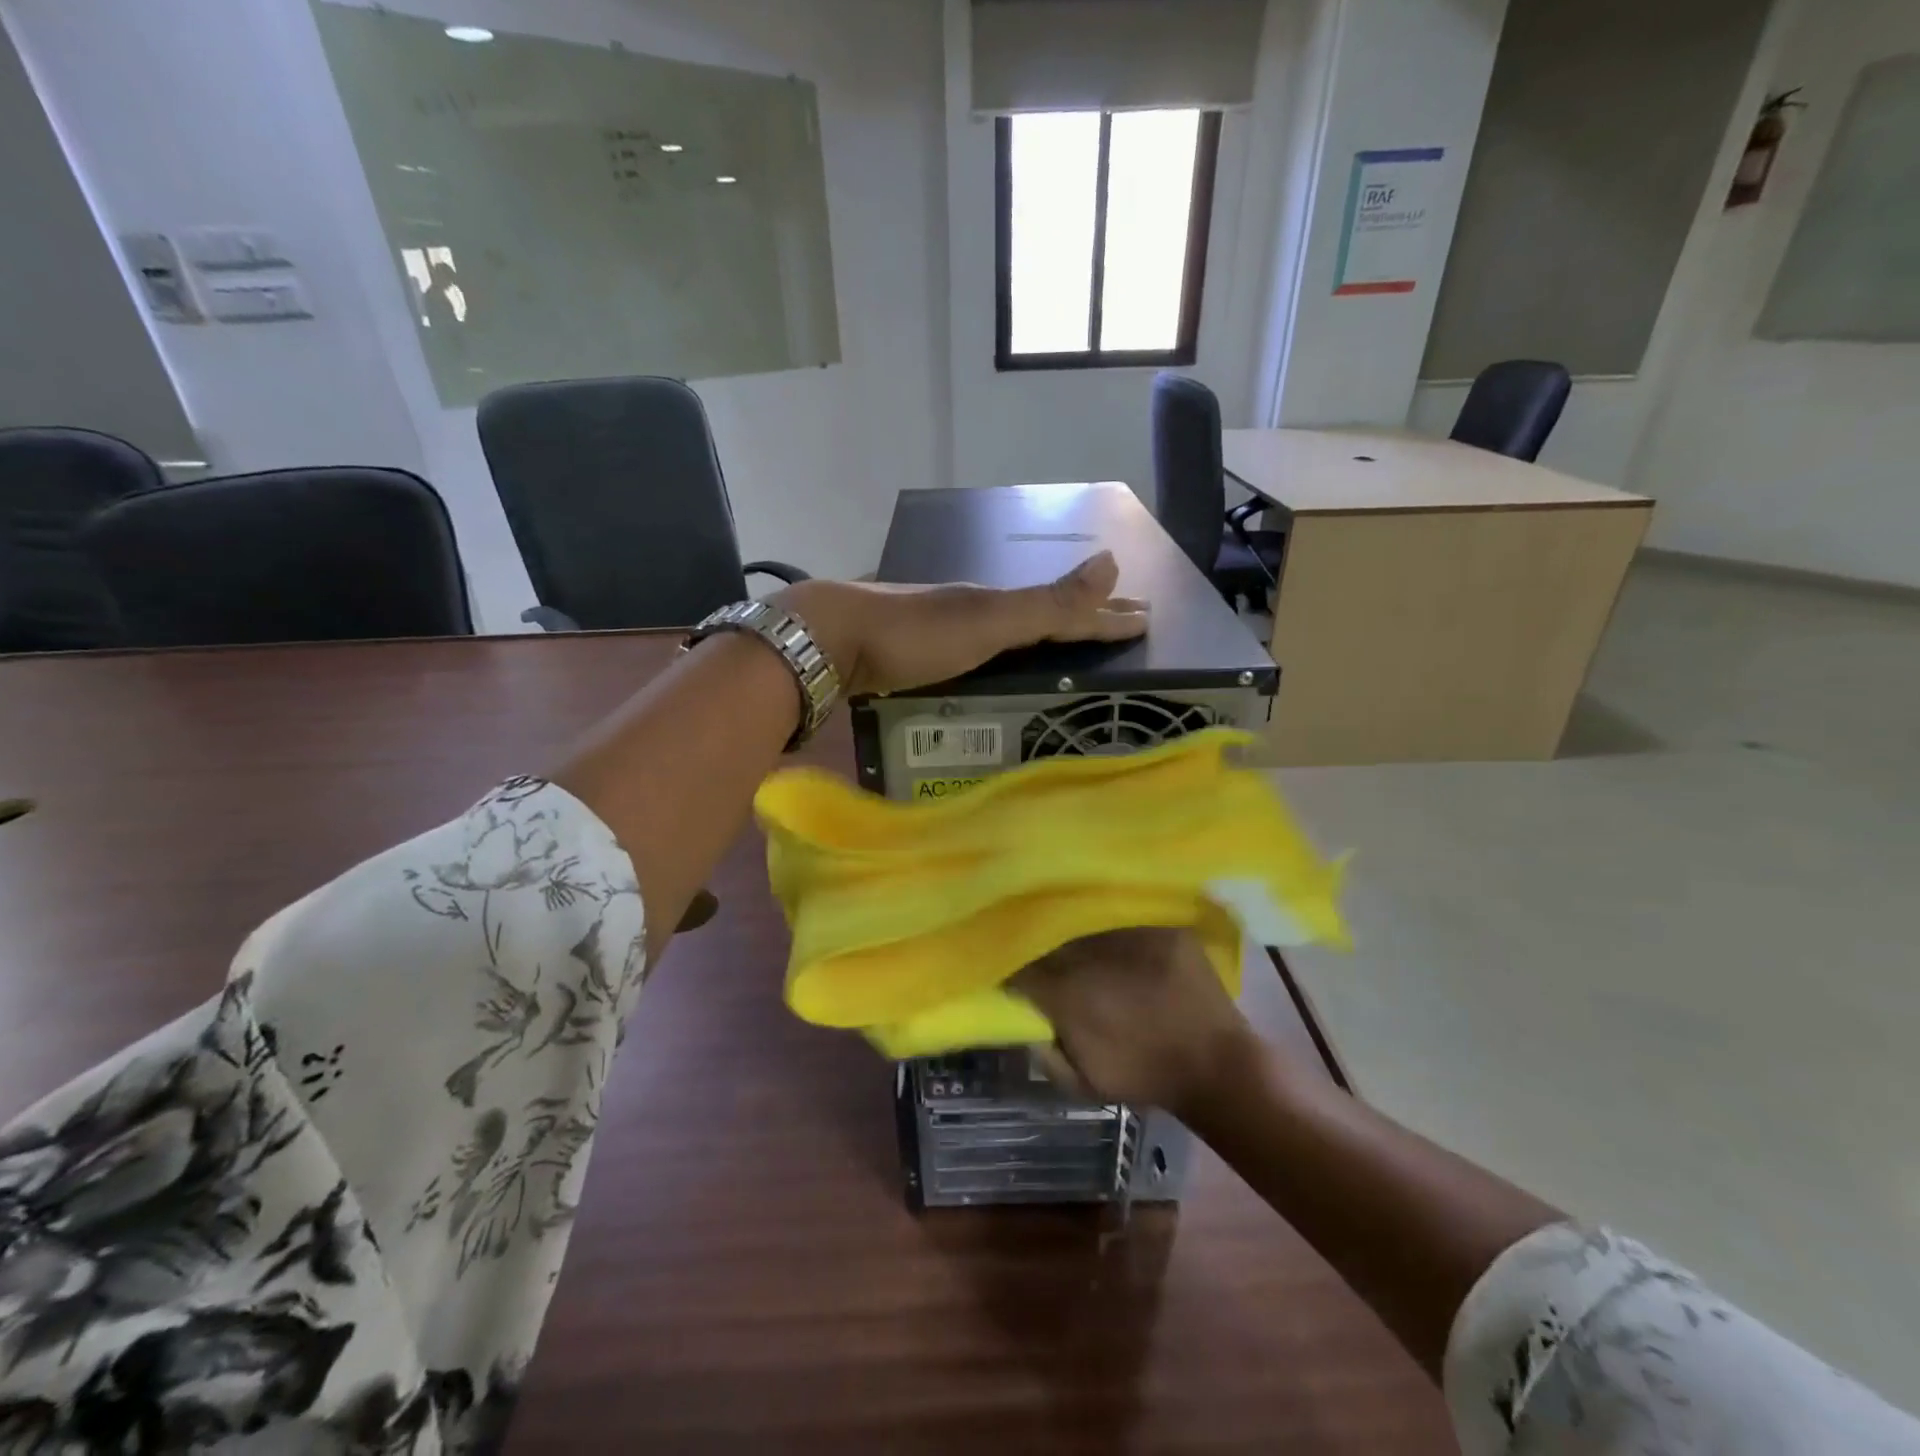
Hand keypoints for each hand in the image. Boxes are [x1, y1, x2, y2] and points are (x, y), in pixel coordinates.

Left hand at [774, 552, 1146, 696]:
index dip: (1106, 616)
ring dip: (1042, 638)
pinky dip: (1003, 657)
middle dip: (1080, 620)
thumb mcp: (987, 620)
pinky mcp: (917, 658)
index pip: (1065, 611)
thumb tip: (1112, 562)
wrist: (829, 642)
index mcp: (996, 605)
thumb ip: (1046, 604)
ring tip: (1068, 648)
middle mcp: (974, 613)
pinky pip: (978, 655)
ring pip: (1007, 635)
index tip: (1146, 618)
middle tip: (1117, 625)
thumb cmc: (913, 633)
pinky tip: (999, 667)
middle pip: (1039, 616)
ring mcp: (943, 634)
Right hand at [1014, 928, 1263, 1123]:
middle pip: (1047, 934)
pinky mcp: (1161, 923)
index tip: (1009, 968)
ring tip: (1065, 926)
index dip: (1010, 965)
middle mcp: (1093, 955)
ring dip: (1069, 921)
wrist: (1217, 1066)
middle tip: (1033, 945)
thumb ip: (1044, 1051)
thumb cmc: (1145, 1075)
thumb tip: (1021, 1019)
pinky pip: (1121, 909)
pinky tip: (1103, 919)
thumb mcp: (1082, 1080)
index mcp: (1068, 993)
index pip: (1020, 966)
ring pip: (1081, 914)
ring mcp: (1130, 933)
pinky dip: (1107, 914)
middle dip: (1036, 938)